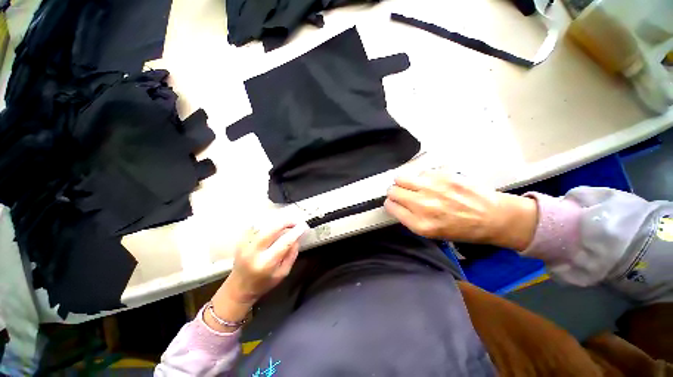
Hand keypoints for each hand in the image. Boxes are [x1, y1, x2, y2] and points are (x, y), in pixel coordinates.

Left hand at [225, 218, 308, 304]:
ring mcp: (245, 245)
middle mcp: (254, 252)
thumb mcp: (283, 273)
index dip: (295, 233)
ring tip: (286, 222)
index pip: (284, 243)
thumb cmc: (264, 283)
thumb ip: (292, 254)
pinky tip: (274, 224)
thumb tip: (297, 237)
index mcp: (266, 263)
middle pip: (270, 230)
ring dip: (277, 221)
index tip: (303, 226)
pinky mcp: (241, 241)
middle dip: (285, 222)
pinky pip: (255, 226)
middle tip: (295, 221)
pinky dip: (267, 222)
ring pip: (263, 225)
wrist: (239, 287)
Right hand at [384, 169, 537, 249]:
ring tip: (414, 186)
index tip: (394, 203)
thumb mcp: (431, 233)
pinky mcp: (443, 174)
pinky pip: (420, 172)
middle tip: (402, 193)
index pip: (390, 206)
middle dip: (394, 192)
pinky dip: (422, 177)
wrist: (494, 217)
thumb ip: (409, 218)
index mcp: (420, 223)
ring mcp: (433, 187)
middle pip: (392, 190)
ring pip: (401, 177)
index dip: (391, 204)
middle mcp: (423, 204)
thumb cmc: (462, 229)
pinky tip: (432, 183)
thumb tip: (395, 203)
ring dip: (404, 182)